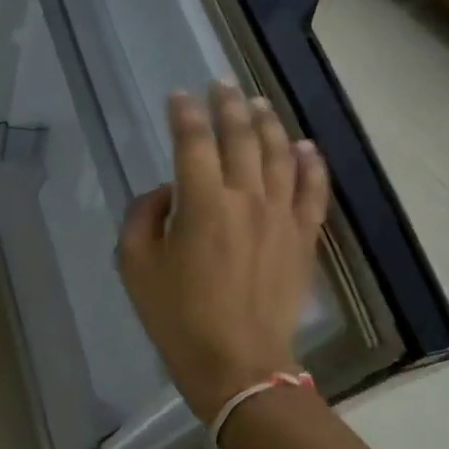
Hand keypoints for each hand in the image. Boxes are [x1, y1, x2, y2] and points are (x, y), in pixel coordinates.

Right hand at [117, 84, 330, 422]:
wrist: (237, 364)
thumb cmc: (177, 317)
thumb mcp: (135, 265)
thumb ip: (143, 217)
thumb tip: (166, 193)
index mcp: (201, 203)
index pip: (192, 142)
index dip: (183, 114)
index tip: (178, 96)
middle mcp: (245, 198)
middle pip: (240, 138)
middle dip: (228, 106)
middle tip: (221, 84)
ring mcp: (280, 216)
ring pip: (279, 155)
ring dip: (267, 124)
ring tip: (258, 103)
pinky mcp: (302, 238)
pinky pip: (313, 191)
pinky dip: (312, 165)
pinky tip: (307, 145)